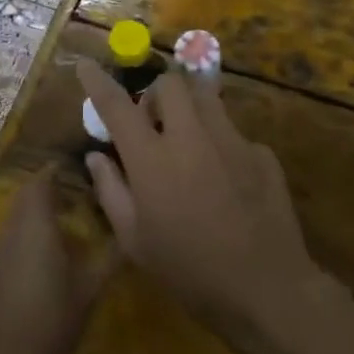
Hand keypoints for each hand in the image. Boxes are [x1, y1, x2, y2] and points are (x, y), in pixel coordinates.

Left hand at [0, 173, 116, 353]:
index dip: (57, 169)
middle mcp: (14, 228)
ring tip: (69, 214)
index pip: (42, 181)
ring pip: (17, 214)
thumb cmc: (51, 322)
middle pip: (27, 194)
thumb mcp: (89, 290)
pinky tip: (49, 249)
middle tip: (79, 189)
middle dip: (49, 186)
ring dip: (38, 208)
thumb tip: (131, 232)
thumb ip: (110, 257)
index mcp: (37, 224)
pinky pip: (12, 234)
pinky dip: (28, 229)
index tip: (81, 167)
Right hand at [77, 59, 336, 353]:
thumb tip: (96, 156)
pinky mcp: (261, 152)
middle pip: (170, 83)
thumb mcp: (135, 241)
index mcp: (152, 158)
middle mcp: (191, 136)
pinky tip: (225, 181)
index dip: (97, 80)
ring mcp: (231, 139)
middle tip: (153, 124)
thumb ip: (111, 190)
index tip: (87, 64)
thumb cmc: (188, 270)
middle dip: (156, 94)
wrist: (266, 289)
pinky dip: (220, 145)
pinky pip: (233, 133)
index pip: (116, 105)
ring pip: (205, 98)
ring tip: (189, 143)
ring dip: (189, 110)